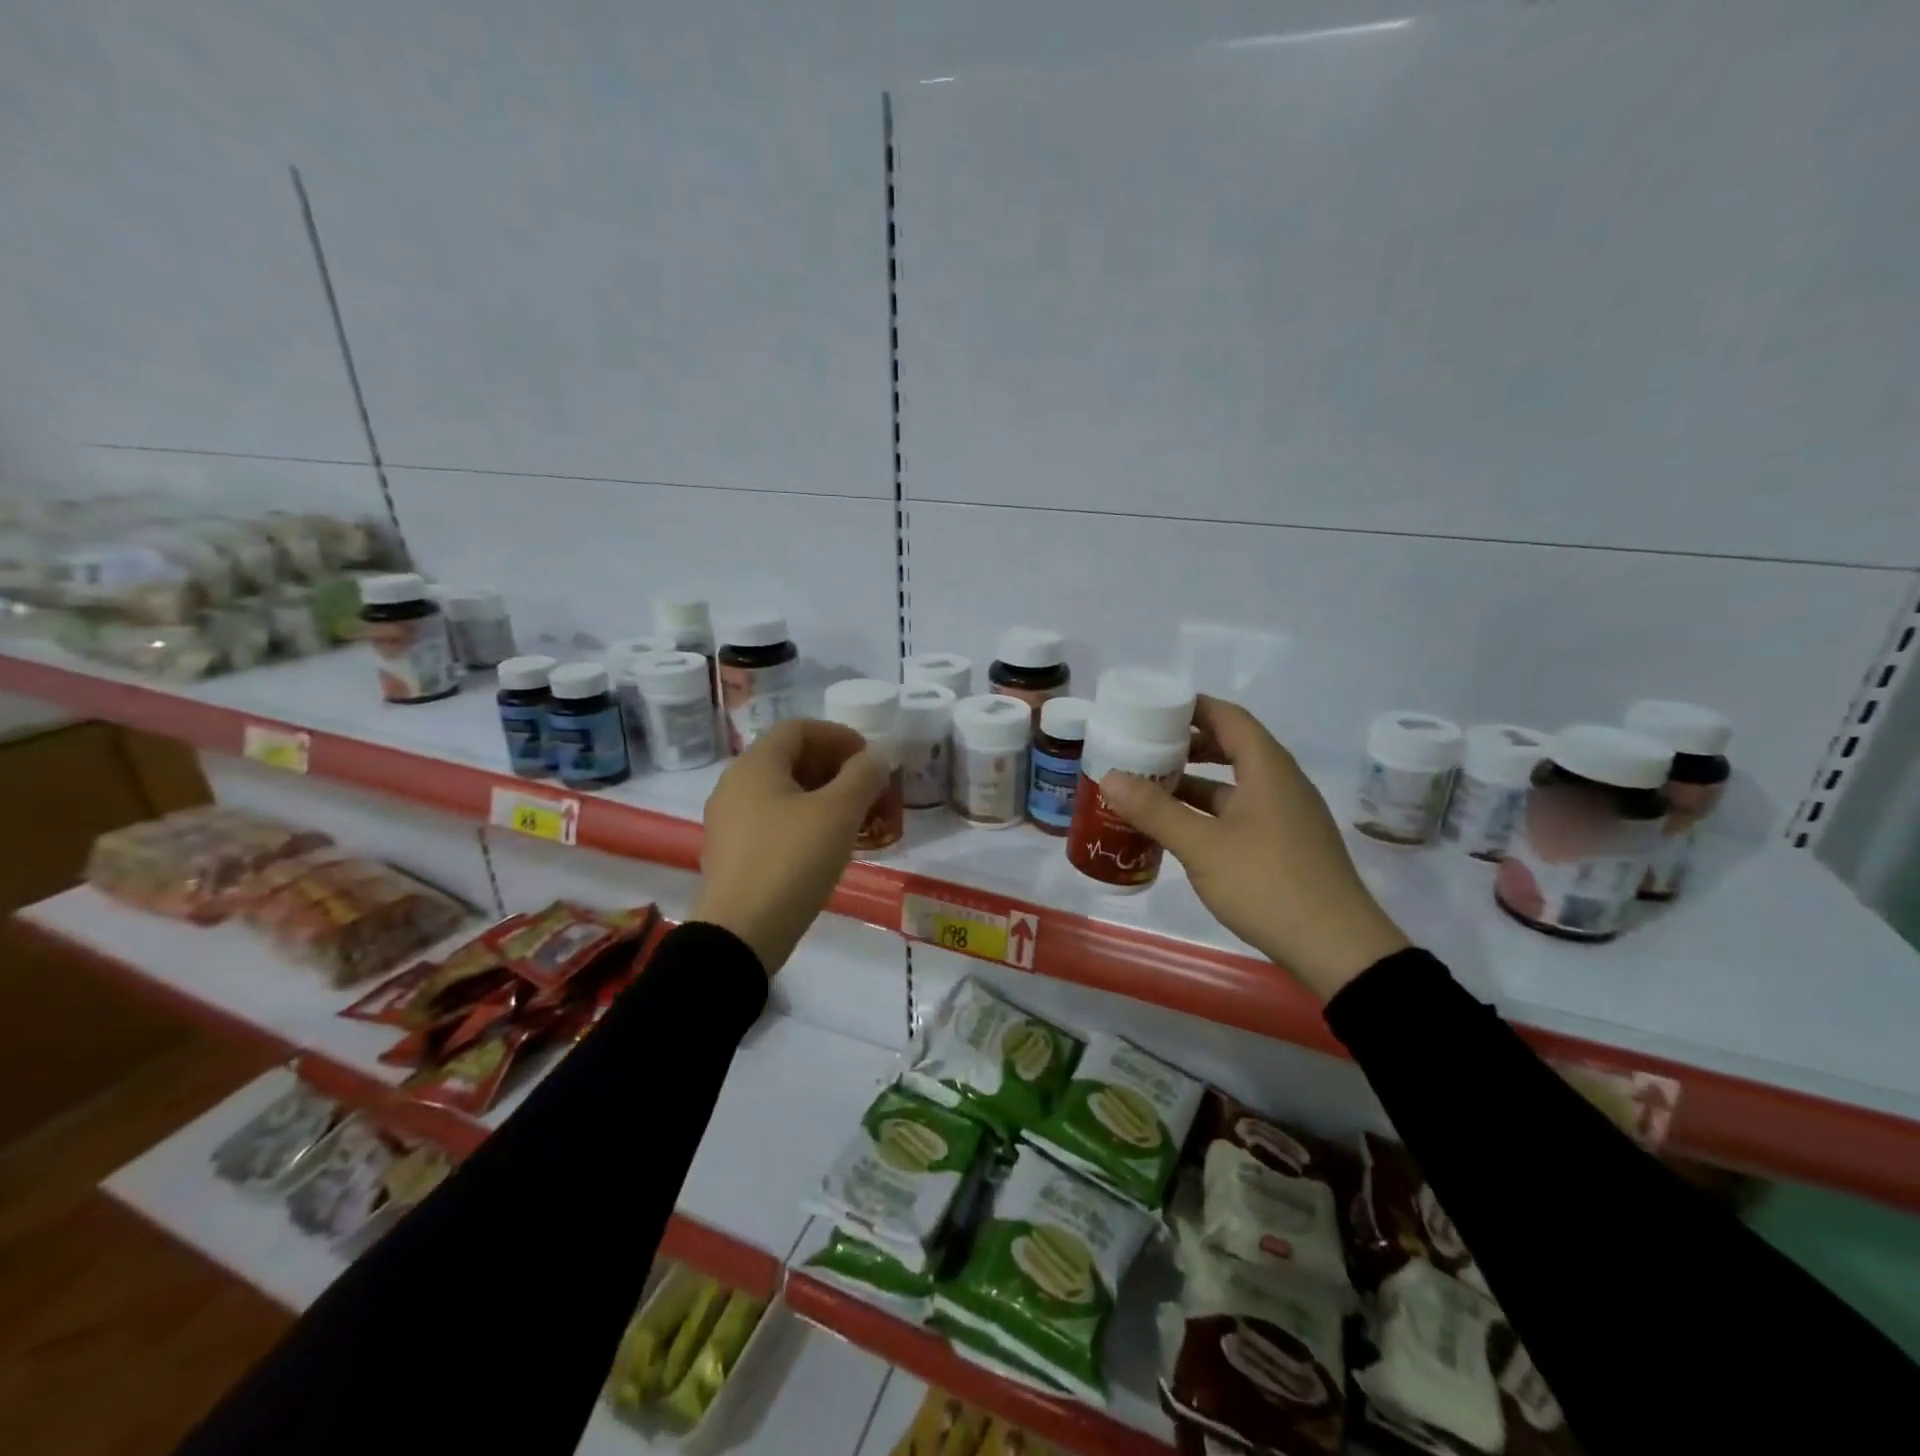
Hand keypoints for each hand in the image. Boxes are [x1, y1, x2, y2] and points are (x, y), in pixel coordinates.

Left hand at [690, 719, 889, 974]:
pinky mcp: (732, 853)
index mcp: (755, 765)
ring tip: (855, 818)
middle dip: (835, 767)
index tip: (870, 759)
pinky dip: (804, 820)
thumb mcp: (838, 813)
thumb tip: (877, 756)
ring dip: (822, 795)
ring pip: (783, 792)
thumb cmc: (792, 861)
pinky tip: (828, 845)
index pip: (799, 728)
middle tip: (869, 789)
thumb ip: (863, 776)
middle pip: (790, 758)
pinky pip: (773, 820)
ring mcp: (729, 821)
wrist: (741, 934)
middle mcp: (735, 785)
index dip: (839, 736)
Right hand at [1099, 696, 1409, 1000]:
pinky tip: (1181, 831)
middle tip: (1145, 749)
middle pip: (1232, 747)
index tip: (1152, 710)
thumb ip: (1155, 810)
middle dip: (1188, 746)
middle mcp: (1281, 784)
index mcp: (1267, 769)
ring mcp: (1287, 816)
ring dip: (1195, 783)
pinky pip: (1241, 813)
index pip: (1228, 717)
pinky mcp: (1286, 846)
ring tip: (1151, 789)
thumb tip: (1110, 777)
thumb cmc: (1268, 884)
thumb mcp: (1202, 846)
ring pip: (1235, 785)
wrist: (1338, 949)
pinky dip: (1209, 812)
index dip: (1191, 707)